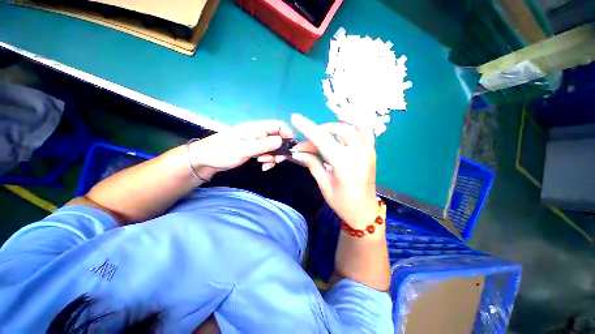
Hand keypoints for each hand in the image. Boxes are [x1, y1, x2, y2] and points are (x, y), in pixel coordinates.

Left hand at [189, 120, 294, 179]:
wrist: (205, 161)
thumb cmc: (222, 152)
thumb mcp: (243, 149)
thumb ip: (263, 145)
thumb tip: (281, 140)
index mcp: (256, 128)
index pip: (278, 125)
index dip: (287, 134)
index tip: (290, 147)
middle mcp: (258, 134)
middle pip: (278, 139)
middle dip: (279, 150)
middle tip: (275, 160)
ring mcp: (256, 143)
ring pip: (273, 149)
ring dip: (273, 157)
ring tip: (264, 164)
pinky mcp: (254, 151)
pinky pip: (267, 155)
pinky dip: (268, 161)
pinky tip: (263, 167)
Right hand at [290, 114, 378, 227]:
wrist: (364, 211)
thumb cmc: (342, 203)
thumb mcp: (324, 184)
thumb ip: (312, 164)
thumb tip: (298, 153)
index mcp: (345, 163)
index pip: (322, 140)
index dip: (307, 128)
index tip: (295, 118)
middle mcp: (358, 153)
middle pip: (335, 132)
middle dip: (316, 134)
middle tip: (304, 146)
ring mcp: (367, 150)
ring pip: (350, 127)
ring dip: (333, 126)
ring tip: (321, 130)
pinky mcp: (371, 151)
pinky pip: (365, 131)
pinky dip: (355, 122)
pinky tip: (344, 119)